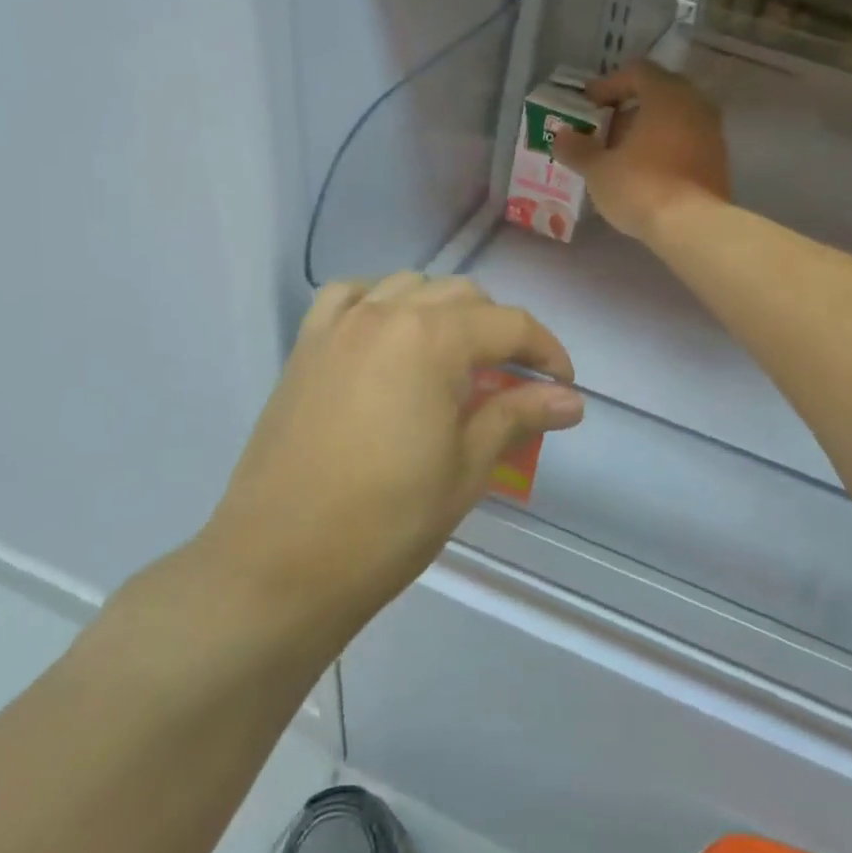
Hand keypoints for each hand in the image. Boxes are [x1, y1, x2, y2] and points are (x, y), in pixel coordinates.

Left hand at [200, 274, 580, 626]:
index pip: (509, 325)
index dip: (547, 350)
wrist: (280, 565)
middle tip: (514, 382)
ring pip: (410, 287)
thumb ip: (519, 417)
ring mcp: (339, 326)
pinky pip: (350, 297)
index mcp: (431, 340)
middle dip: (499, 332)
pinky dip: (380, 303)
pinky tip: (389, 337)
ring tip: (455, 360)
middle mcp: (385, 314)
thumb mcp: (467, 469)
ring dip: (445, 312)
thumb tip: (572, 400)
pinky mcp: (306, 347)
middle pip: (463, 296)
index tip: (563, 385)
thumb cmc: (387, 522)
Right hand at [551, 61, 730, 242]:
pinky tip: (648, 172)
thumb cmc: (640, 186)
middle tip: (607, 128)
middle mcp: (695, 105)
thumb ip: (578, 149)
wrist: (692, 226)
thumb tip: (561, 136)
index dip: (609, 84)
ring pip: (677, 119)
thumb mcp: (598, 169)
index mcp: (666, 94)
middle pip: (660, 93)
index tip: (589, 103)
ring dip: (650, 129)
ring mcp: (713, 133)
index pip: (637, 72)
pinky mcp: (719, 162)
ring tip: (624, 154)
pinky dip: (667, 148)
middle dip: (631, 108)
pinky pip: (689, 142)